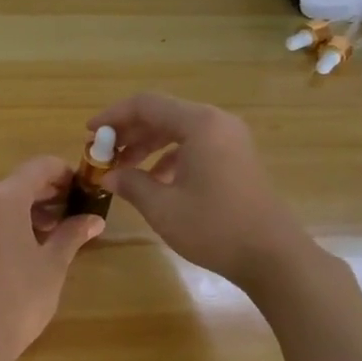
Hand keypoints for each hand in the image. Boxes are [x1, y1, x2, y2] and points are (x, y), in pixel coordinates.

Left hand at [0, 156, 103, 360]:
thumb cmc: (20, 298)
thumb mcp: (53, 265)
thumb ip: (72, 234)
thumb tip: (94, 219)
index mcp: (4, 199)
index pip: (37, 167)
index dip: (61, 172)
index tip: (79, 188)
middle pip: (11, 185)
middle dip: (38, 196)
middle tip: (61, 218)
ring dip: (13, 212)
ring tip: (35, 239)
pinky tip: (4, 257)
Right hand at [88, 93, 303, 290]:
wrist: (273, 255)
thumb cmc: (214, 227)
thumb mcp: (163, 207)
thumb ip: (131, 184)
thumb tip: (108, 176)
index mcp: (199, 124)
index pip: (146, 105)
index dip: (113, 116)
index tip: (89, 133)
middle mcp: (216, 122)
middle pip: (162, 114)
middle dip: (128, 132)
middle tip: (102, 153)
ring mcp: (230, 139)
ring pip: (178, 130)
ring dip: (147, 145)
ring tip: (122, 169)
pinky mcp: (235, 157)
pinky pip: (194, 145)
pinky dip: (169, 156)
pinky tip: (154, 181)